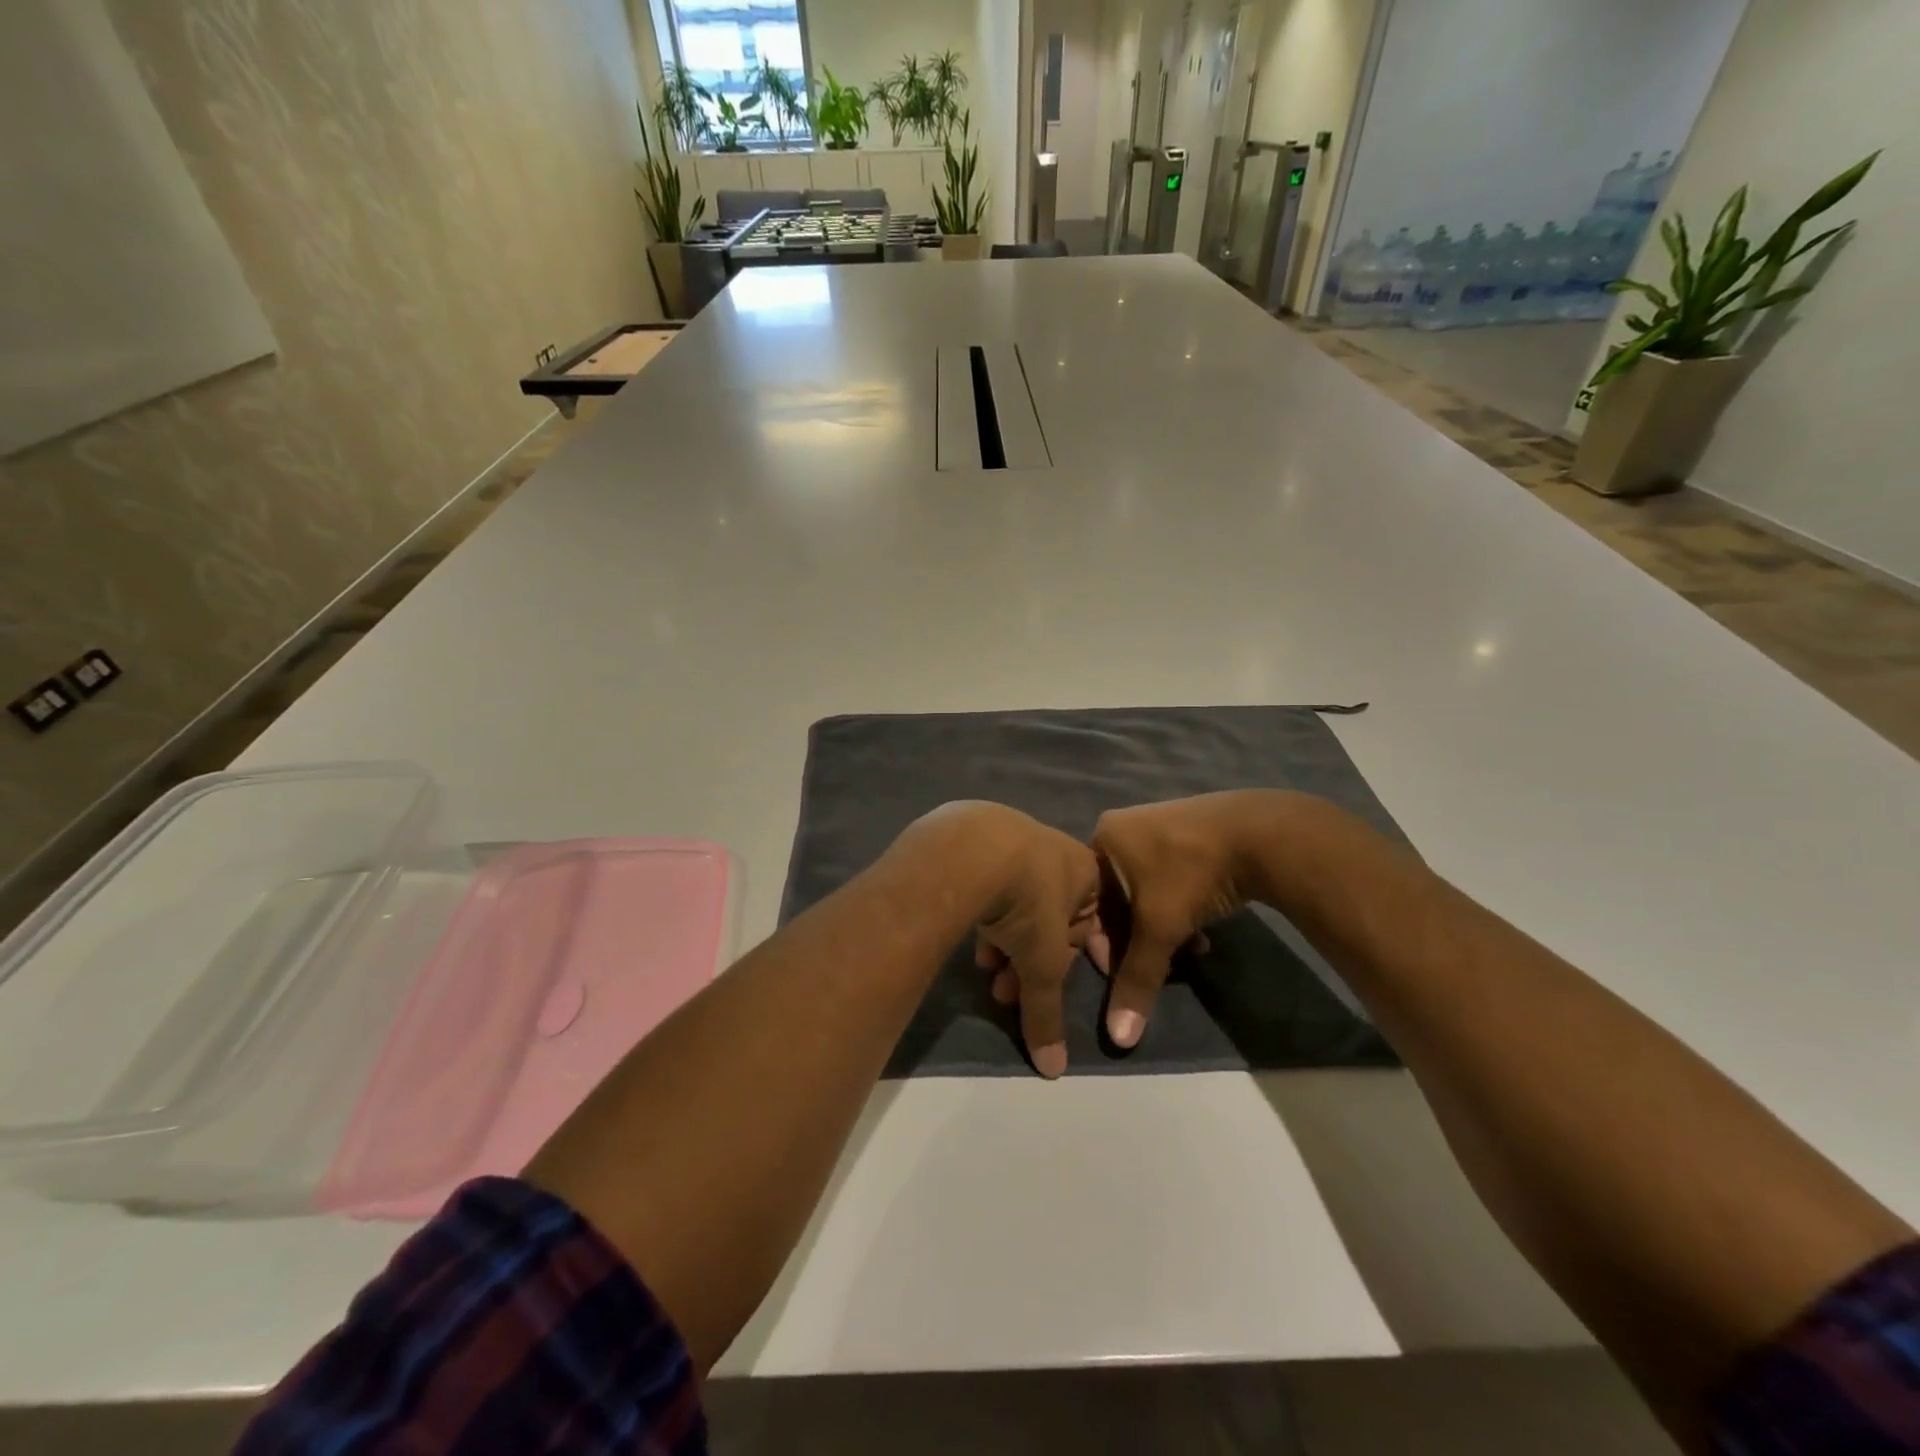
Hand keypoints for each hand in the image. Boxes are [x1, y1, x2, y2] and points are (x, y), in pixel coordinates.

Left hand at [909, 802, 1098, 1077]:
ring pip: (1016, 902)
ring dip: (1005, 944)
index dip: (1070, 963)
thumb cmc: (1028, 902)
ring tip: (986, 973)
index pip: (1087, 926)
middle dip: (1029, 961)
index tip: (1049, 987)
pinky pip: (989, 884)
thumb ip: (1048, 1014)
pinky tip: (970, 941)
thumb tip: (1054, 1070)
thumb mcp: (1044, 965)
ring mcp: (1013, 838)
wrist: (972, 847)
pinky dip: (984, 915)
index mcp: (1085, 870)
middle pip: (1048, 917)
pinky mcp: (976, 838)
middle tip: (1006, 993)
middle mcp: (1054, 850)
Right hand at [1090, 791, 1286, 1047]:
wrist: (1261, 833)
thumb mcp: (1160, 928)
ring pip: (1147, 892)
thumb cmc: (1191, 873)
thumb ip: (1137, 980)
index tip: (1127, 973)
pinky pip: (1171, 877)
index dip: (1105, 945)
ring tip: (1187, 953)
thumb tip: (1118, 1038)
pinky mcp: (1190, 831)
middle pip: (1118, 898)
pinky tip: (1203, 933)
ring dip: (1163, 928)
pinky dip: (1181, 907)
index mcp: (1102, 838)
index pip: (1089, 902)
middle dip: (1139, 938)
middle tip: (1161, 966)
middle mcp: (1124, 827)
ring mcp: (1159, 825)